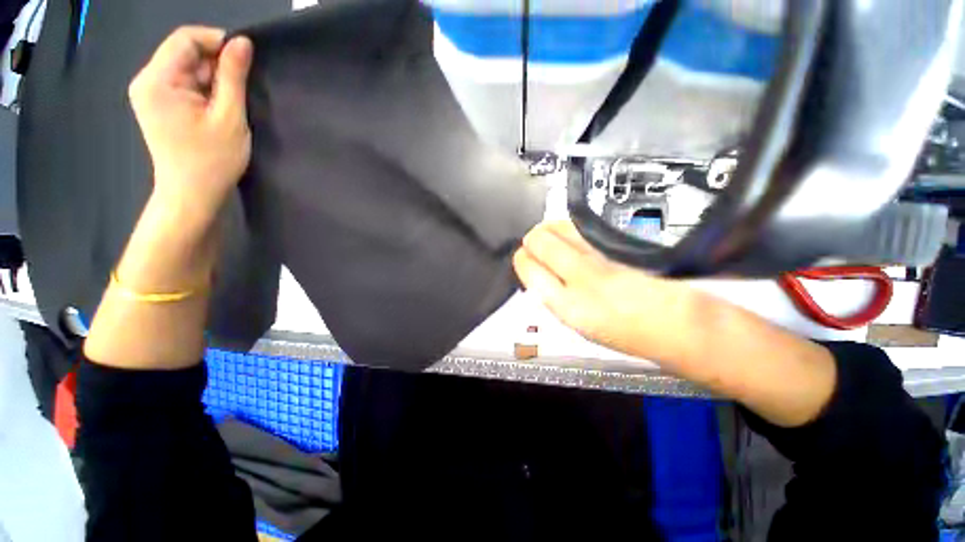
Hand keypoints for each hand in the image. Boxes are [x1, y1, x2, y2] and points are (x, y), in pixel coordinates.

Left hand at [128, 26, 253, 229]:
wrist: (192, 194)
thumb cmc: (212, 161)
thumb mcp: (229, 117)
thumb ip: (233, 77)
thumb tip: (243, 42)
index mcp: (157, 81)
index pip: (185, 38)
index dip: (216, 41)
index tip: (244, 59)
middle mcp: (147, 81)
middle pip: (184, 52)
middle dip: (215, 64)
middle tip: (239, 91)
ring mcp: (149, 93)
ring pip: (186, 68)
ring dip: (211, 80)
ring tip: (229, 105)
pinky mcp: (157, 104)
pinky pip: (183, 83)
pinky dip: (203, 90)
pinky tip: (215, 109)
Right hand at [513, 221, 710, 375]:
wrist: (674, 322)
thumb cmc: (622, 331)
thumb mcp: (578, 323)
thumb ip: (554, 296)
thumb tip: (537, 272)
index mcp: (566, 306)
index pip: (530, 271)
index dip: (522, 260)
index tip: (522, 256)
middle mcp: (580, 278)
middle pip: (540, 242)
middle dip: (532, 240)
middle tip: (533, 242)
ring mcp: (600, 257)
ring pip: (559, 229)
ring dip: (548, 229)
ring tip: (547, 234)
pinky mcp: (616, 244)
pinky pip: (580, 228)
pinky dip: (567, 228)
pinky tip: (567, 232)